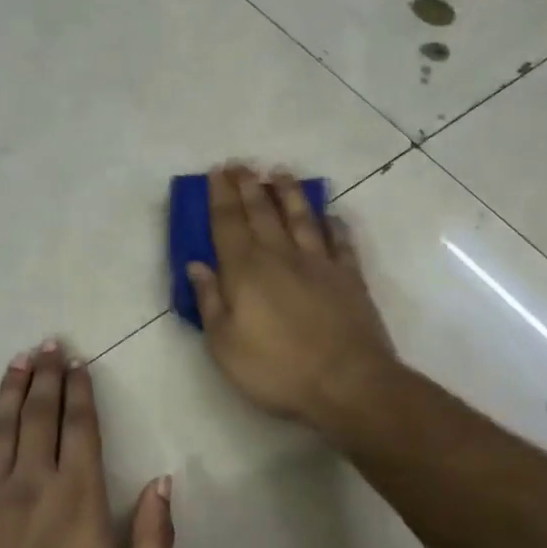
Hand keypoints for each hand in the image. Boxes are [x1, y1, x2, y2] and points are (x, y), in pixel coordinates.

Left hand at [0, 342, 174, 547]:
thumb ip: (156, 538)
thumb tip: (162, 482)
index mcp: (79, 497)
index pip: (82, 428)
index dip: (81, 391)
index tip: (79, 363)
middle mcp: (32, 482)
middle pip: (40, 415)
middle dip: (47, 376)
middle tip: (49, 344)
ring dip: (9, 390)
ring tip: (17, 360)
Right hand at [186, 164, 398, 429]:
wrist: (347, 383)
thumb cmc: (276, 368)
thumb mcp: (224, 344)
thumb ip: (209, 301)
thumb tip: (197, 265)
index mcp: (246, 270)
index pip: (227, 223)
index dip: (219, 196)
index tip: (216, 173)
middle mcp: (281, 255)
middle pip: (261, 212)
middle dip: (248, 186)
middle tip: (240, 164)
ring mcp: (320, 263)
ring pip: (301, 217)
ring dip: (289, 193)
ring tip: (280, 173)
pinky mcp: (349, 277)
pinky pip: (340, 241)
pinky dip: (333, 225)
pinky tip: (330, 215)